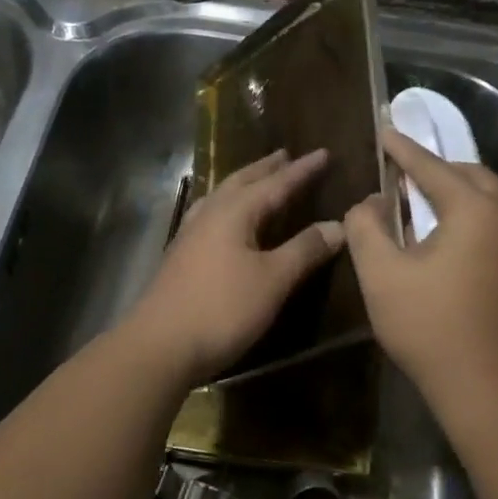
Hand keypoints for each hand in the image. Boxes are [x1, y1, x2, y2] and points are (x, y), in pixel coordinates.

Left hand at [125, 149, 345, 383]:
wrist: (159, 345)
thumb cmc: (222, 309)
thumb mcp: (272, 280)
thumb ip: (304, 250)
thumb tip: (338, 225)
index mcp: (234, 212)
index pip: (276, 183)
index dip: (302, 170)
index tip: (324, 153)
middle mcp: (210, 214)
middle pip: (242, 182)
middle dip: (267, 169)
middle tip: (286, 155)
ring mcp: (190, 234)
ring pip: (222, 196)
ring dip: (243, 183)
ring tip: (257, 178)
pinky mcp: (180, 255)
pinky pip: (209, 214)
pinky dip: (226, 205)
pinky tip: (223, 218)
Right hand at [344, 128, 497, 428]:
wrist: (497, 391)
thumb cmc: (433, 329)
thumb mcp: (382, 276)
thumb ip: (366, 228)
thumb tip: (370, 203)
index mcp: (476, 209)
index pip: (431, 166)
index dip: (402, 149)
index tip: (383, 130)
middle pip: (470, 175)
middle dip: (435, 169)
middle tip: (400, 172)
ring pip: (488, 199)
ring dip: (455, 193)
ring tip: (419, 202)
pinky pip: (497, 224)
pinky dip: (469, 216)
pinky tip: (445, 238)